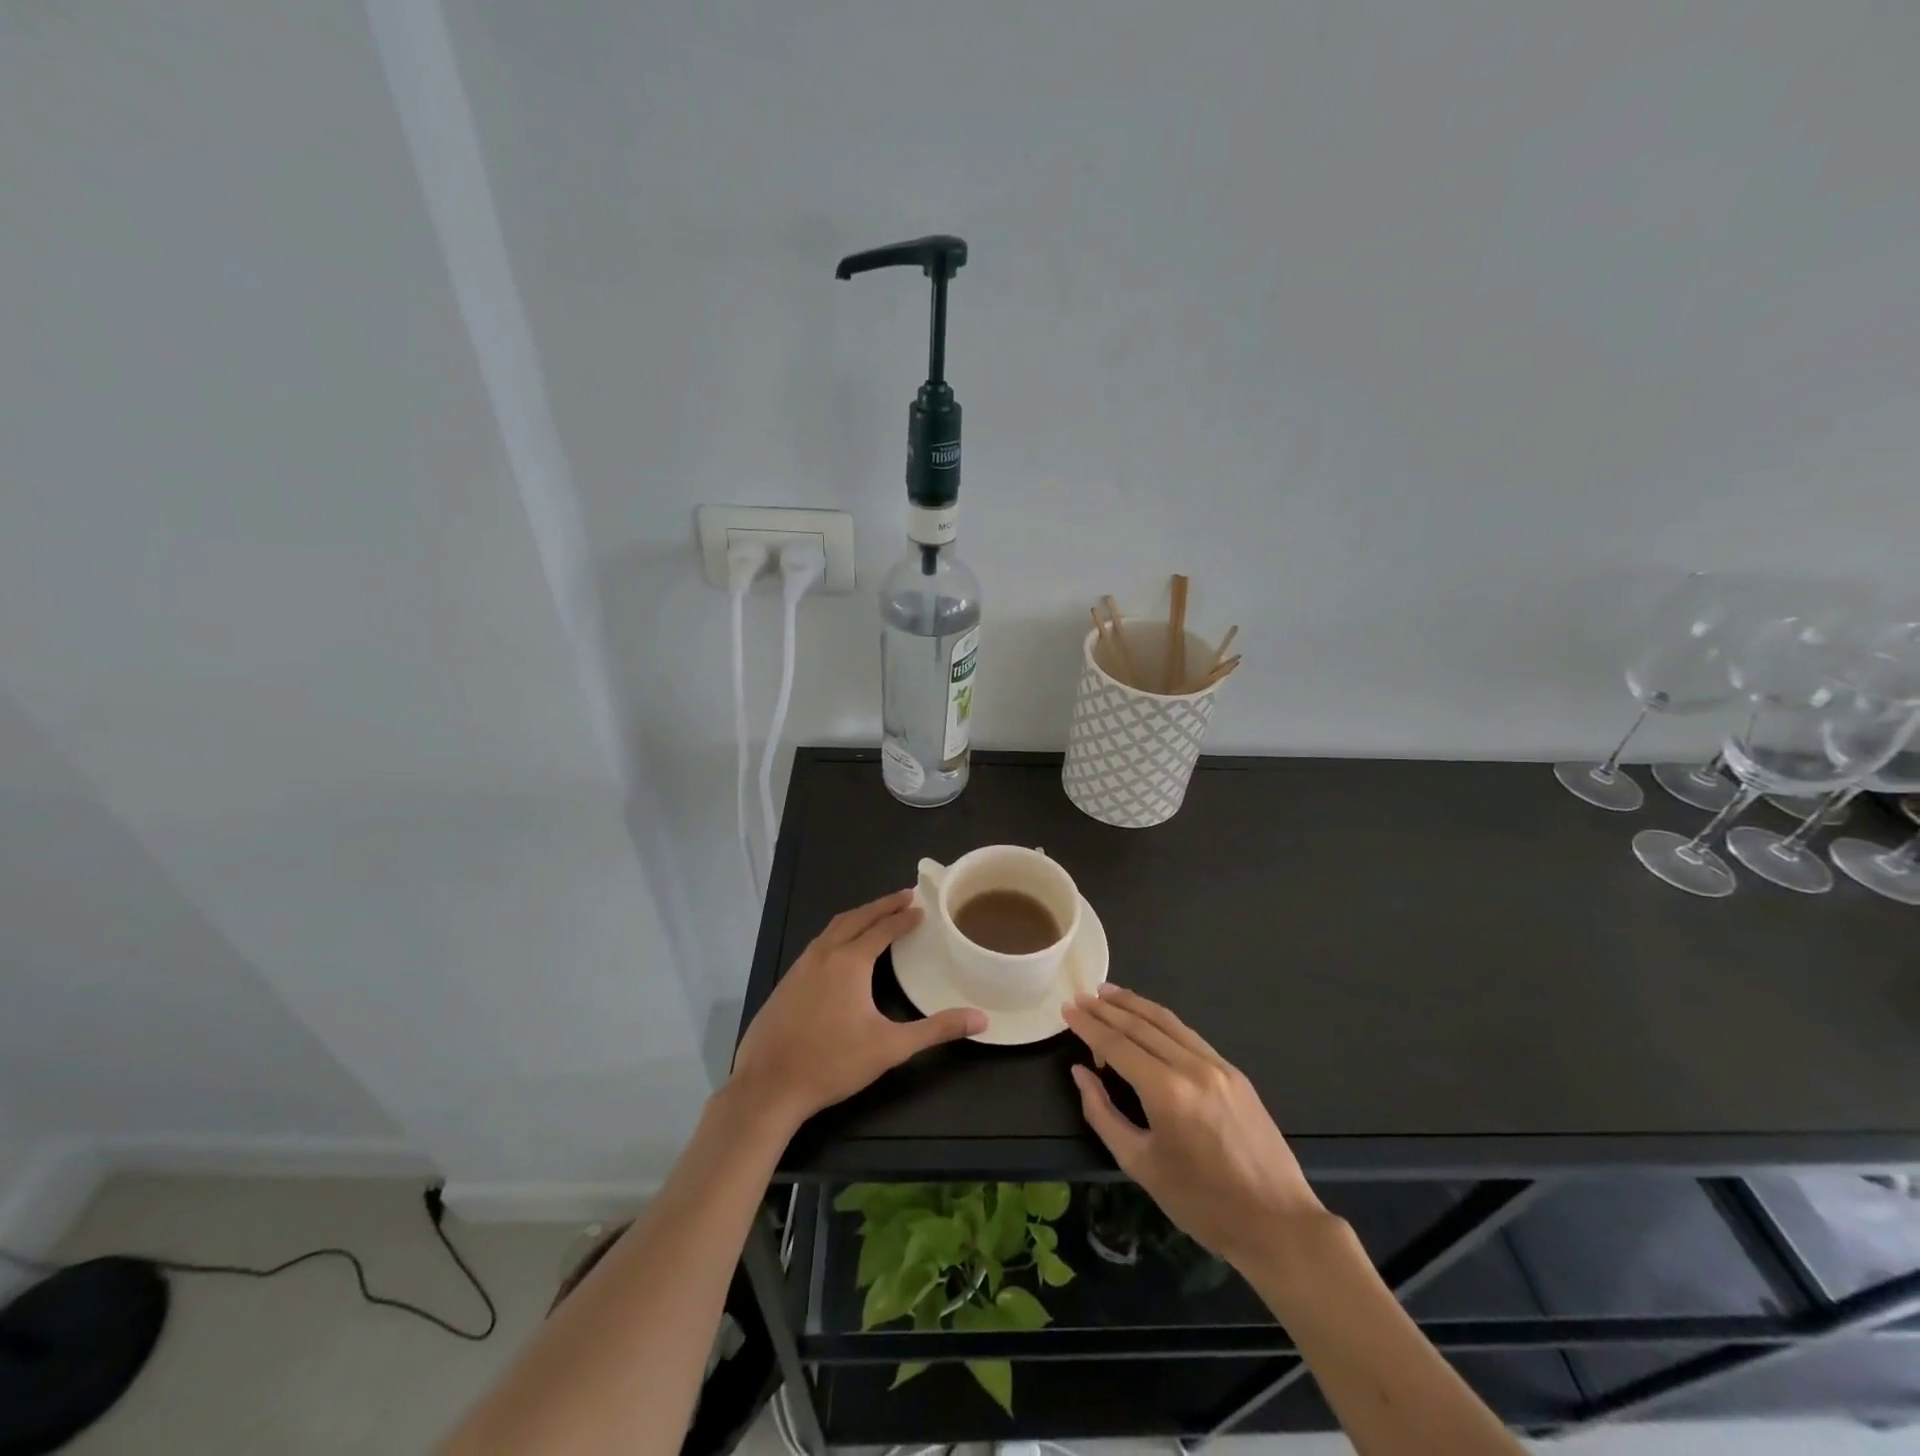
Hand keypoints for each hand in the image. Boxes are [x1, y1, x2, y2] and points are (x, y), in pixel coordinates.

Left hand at [730, 890, 984, 1129]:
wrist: (767, 1087)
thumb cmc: (832, 1063)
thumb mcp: (890, 1047)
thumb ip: (936, 1030)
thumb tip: (981, 1020)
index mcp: (849, 961)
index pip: (882, 929)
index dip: (903, 917)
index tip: (921, 906)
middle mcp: (823, 954)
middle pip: (856, 918)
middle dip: (881, 905)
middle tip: (904, 896)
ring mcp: (799, 967)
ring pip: (832, 929)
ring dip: (857, 918)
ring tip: (875, 916)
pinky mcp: (785, 984)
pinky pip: (817, 946)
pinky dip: (837, 935)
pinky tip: (840, 952)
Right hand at [1063, 985, 1324, 1271]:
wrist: (1278, 1223)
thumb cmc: (1202, 1203)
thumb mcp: (1141, 1165)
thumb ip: (1103, 1114)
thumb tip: (1081, 1073)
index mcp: (1166, 1091)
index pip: (1117, 1044)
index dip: (1089, 1025)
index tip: (1067, 1009)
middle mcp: (1192, 1066)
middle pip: (1141, 1024)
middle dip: (1108, 1008)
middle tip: (1082, 996)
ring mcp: (1218, 1065)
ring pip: (1167, 1022)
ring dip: (1135, 1004)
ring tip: (1108, 993)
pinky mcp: (1234, 1072)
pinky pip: (1188, 1035)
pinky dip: (1161, 1020)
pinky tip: (1148, 1018)